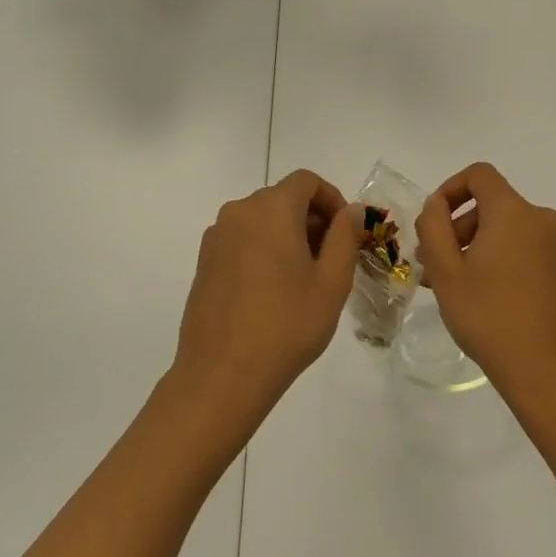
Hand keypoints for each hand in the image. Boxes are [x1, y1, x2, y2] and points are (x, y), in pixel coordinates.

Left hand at [173, 170, 358, 423]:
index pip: (307, 181)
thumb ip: (345, 236)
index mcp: (271, 208)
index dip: (332, 199)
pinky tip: (273, 291)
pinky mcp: (204, 262)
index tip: (347, 233)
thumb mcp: (332, 281)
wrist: (222, 375)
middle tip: (332, 259)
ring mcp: (216, 237)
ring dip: (288, 235)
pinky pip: (242, 240)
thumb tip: (351, 210)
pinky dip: (264, 249)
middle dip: (312, 219)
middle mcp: (238, 212)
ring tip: (304, 279)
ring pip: (262, 220)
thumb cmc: (287, 325)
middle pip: (283, 198)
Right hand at [418, 162, 555, 414]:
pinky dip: (496, 258)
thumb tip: (436, 205)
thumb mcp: (446, 272)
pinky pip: (521, 248)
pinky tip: (478, 295)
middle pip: (490, 203)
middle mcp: (539, 220)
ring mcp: (554, 247)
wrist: (547, 371)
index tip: (431, 220)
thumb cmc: (489, 316)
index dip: (450, 188)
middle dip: (456, 225)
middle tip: (431, 262)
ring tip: (448, 284)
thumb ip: (433, 227)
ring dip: (473, 245)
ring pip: (504, 229)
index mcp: (513, 212)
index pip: (479, 175)